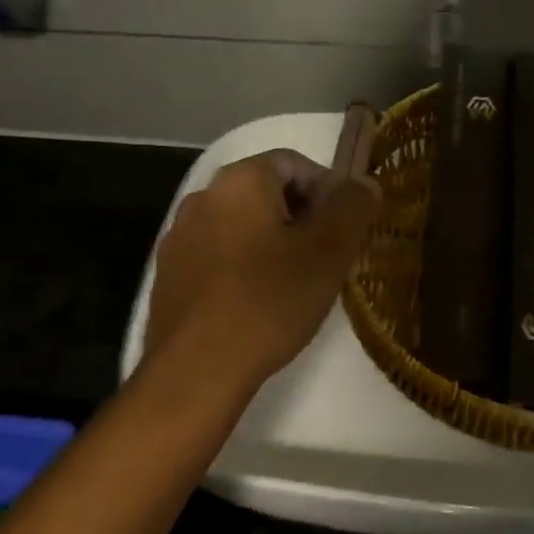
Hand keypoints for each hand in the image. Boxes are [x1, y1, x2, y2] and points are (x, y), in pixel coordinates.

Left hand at [145, 151, 380, 398]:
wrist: (196, 370)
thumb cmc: (269, 300)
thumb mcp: (329, 251)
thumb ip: (353, 206)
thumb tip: (364, 183)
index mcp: (241, 179)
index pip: (296, 163)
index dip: (328, 192)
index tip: (343, 232)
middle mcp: (204, 196)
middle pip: (267, 192)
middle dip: (301, 217)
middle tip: (324, 258)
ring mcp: (180, 236)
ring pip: (242, 224)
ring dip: (271, 242)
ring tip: (293, 284)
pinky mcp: (168, 274)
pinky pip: (217, 254)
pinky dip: (242, 266)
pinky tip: (256, 303)